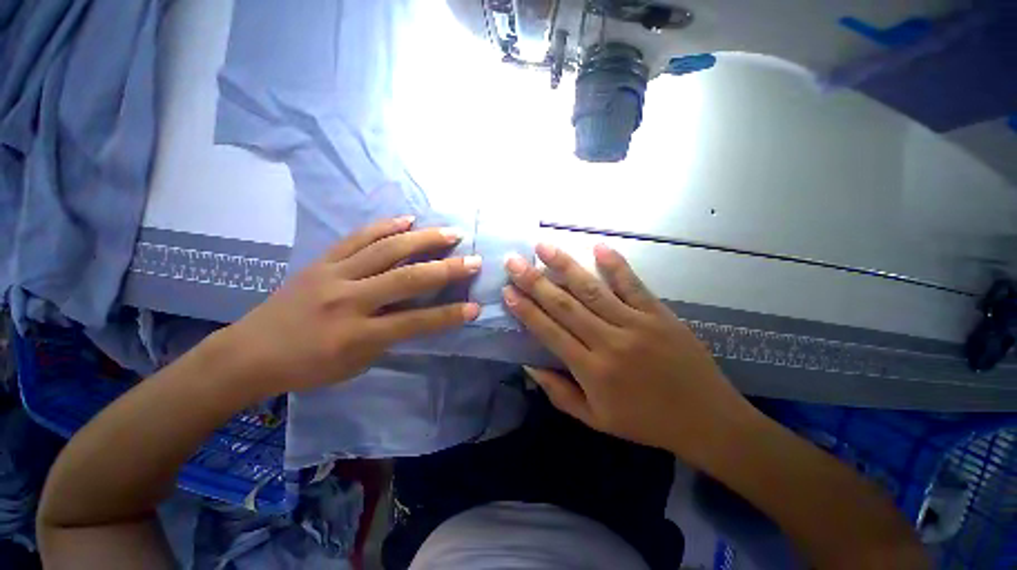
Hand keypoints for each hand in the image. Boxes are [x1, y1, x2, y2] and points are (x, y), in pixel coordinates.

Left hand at [222, 217, 480, 394]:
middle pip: (407, 278)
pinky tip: (408, 219)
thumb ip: (390, 336)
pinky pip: (358, 237)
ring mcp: (334, 274)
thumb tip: (417, 313)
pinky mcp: (322, 260)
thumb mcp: (356, 364)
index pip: (416, 322)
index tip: (475, 307)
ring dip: (424, 239)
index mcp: (357, 334)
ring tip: (450, 232)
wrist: (250, 352)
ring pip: (386, 250)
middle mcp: (349, 300)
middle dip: (447, 269)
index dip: (449, 315)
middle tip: (474, 259)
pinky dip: (386, 226)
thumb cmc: (308, 367)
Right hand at [503, 243, 755, 460]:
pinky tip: (598, 247)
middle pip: (564, 305)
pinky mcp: (658, 314)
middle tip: (514, 262)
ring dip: (565, 266)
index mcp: (592, 370)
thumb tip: (528, 365)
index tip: (507, 291)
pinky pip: (633, 285)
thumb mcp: (595, 419)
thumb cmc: (645, 422)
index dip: (526, 310)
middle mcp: (609, 342)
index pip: (549, 332)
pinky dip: (615, 265)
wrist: (706, 419)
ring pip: (592, 289)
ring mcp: (636, 324)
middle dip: (535, 281)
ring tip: (544, 247)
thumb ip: (558, 392)